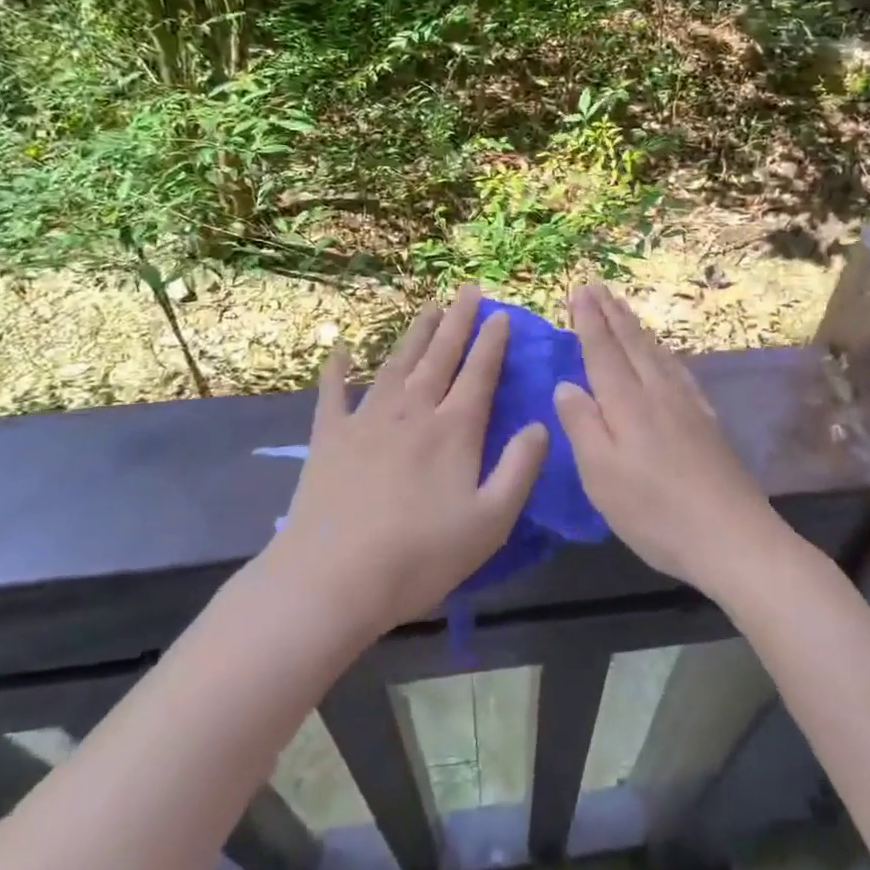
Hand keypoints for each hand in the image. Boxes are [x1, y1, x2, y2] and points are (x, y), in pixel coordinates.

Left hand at [269, 285, 548, 633]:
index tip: (501, 314)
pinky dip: (336, 369)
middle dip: (457, 321)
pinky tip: (339, 349)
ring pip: (397, 364)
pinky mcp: (329, 437)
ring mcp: (367, 419)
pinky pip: (333, 393)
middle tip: (468, 291)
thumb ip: (520, 469)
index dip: (492, 342)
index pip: (479, 373)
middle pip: (440, 356)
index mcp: (454, 430)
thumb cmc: (420, 556)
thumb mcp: (490, 521)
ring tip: (429, 308)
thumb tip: (540, 424)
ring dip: (415, 334)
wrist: (333, 578)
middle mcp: (413, 411)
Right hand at [552, 284, 786, 597]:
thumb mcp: (602, 476)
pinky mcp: (706, 422)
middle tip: (597, 286)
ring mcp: (687, 406)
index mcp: (627, 405)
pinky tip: (666, 357)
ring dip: (636, 328)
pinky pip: (678, 371)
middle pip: (632, 344)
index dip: (589, 321)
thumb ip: (582, 426)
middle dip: (612, 314)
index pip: (603, 352)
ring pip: (657, 354)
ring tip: (624, 309)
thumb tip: (566, 385)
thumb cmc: (656, 512)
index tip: (579, 290)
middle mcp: (658, 394)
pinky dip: (664, 353)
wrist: (734, 537)